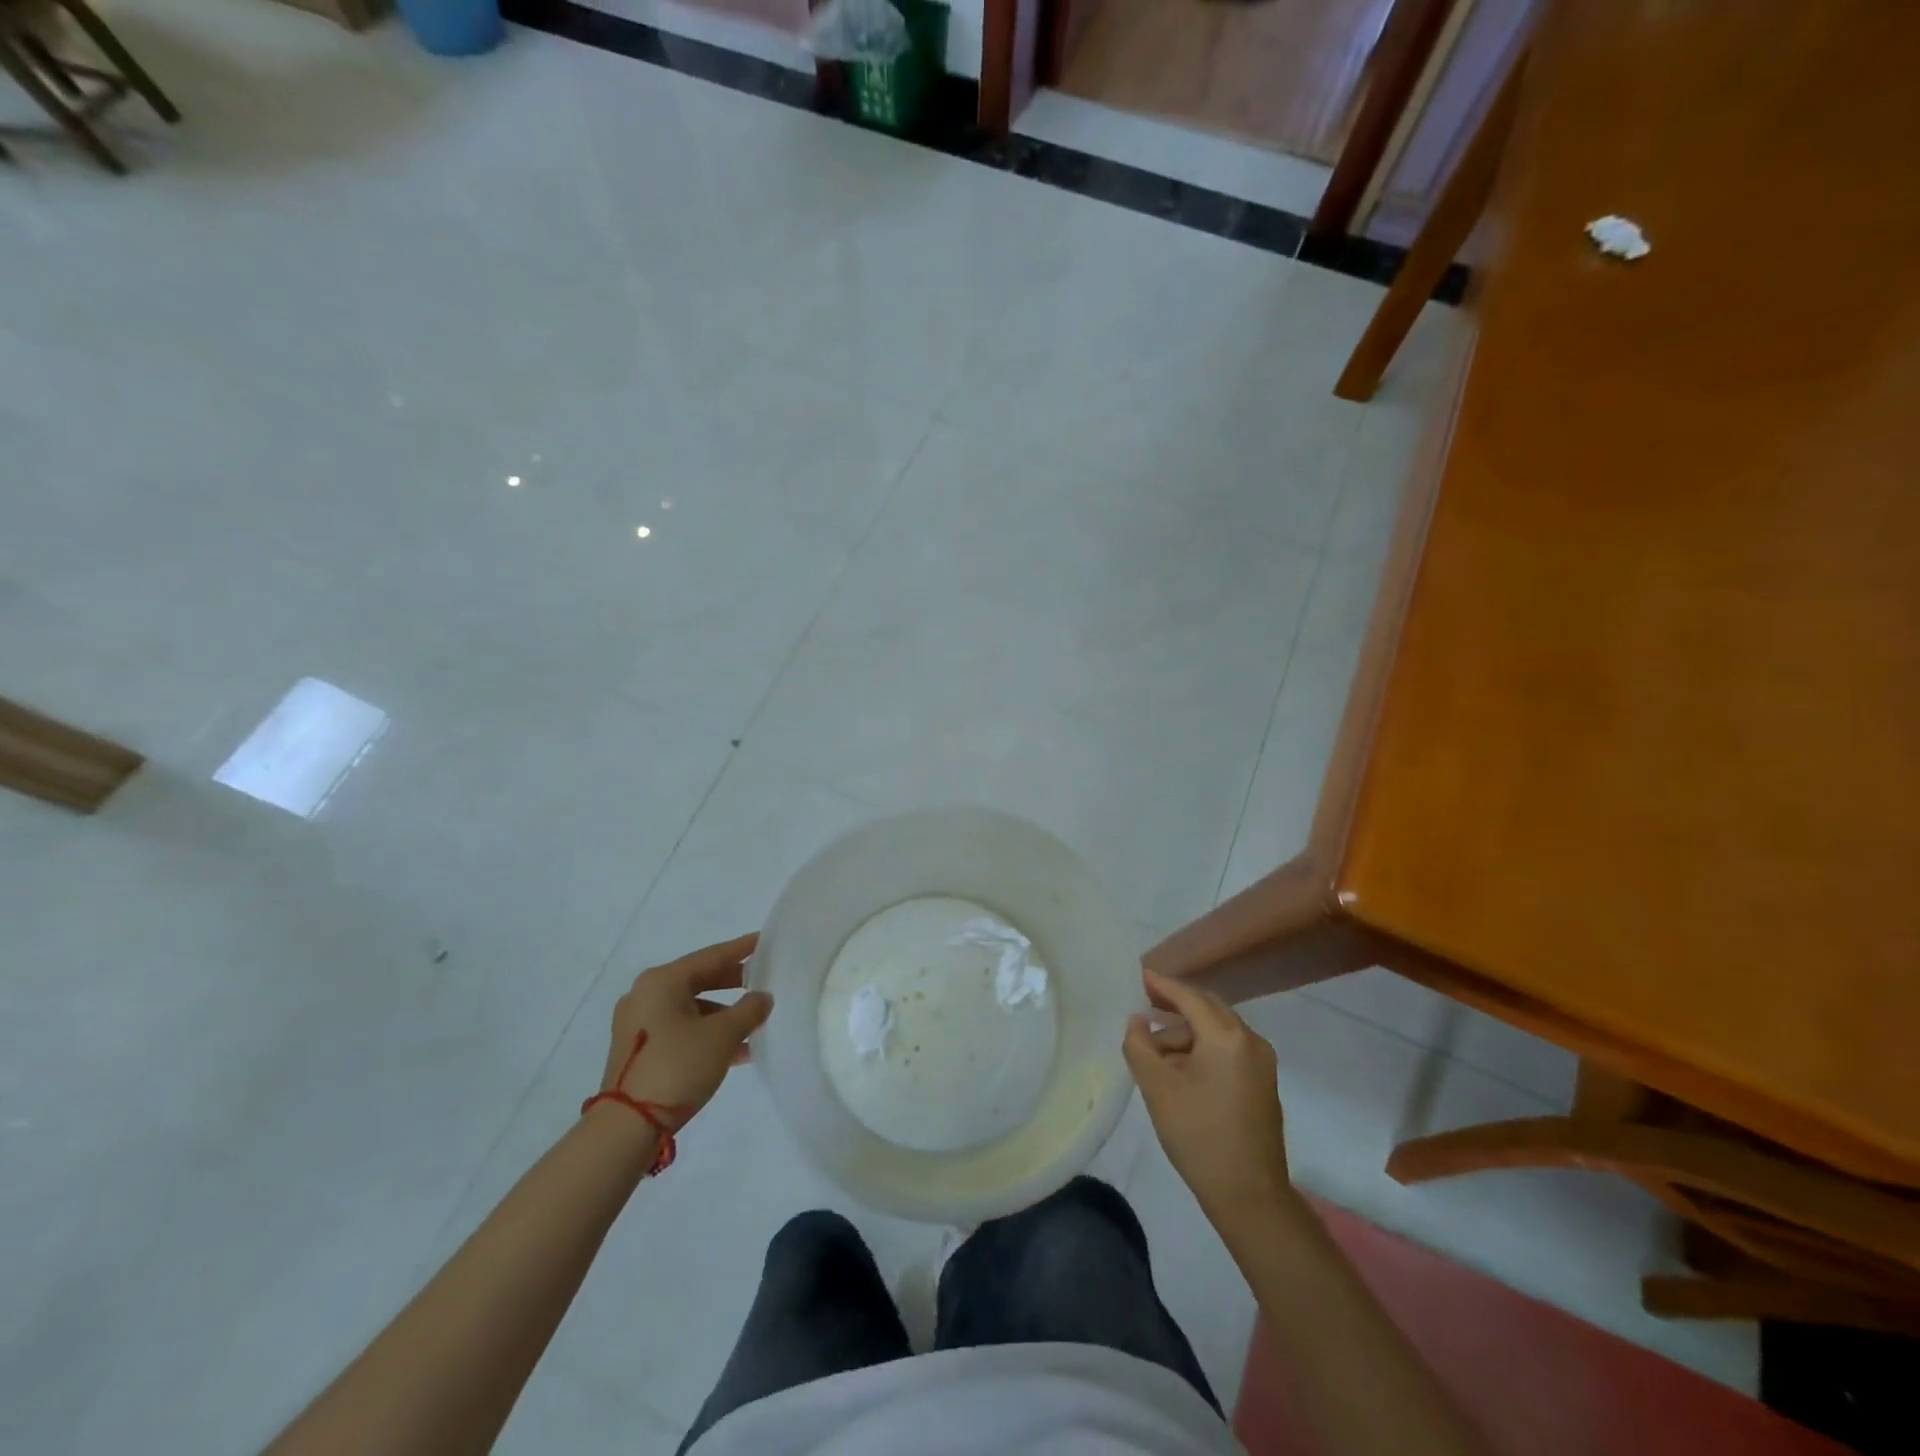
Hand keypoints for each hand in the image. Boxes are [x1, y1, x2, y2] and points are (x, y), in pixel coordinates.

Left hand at [599, 934, 771, 1126]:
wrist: (627, 1126)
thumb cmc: (678, 1066)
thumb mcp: (723, 1035)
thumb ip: (749, 1009)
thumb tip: (762, 997)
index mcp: (662, 981)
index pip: (711, 956)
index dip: (742, 949)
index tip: (765, 941)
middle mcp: (646, 995)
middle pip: (699, 979)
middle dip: (734, 983)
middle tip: (764, 980)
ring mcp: (639, 1023)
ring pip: (692, 1008)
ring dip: (724, 1014)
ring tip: (756, 1024)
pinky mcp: (639, 1049)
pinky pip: (681, 1029)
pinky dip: (707, 1033)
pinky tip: (736, 1051)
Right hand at [1123, 968, 1294, 1227]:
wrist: (1250, 1197)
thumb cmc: (1199, 1136)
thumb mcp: (1157, 1088)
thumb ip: (1140, 1045)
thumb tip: (1138, 1020)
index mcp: (1227, 1036)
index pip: (1189, 997)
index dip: (1162, 985)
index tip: (1140, 975)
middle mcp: (1250, 1041)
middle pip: (1207, 1008)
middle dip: (1175, 1006)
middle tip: (1144, 1006)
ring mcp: (1262, 1063)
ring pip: (1218, 1031)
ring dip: (1186, 1033)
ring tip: (1155, 1052)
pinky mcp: (1263, 1084)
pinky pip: (1229, 1050)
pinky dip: (1203, 1049)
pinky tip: (1180, 1069)